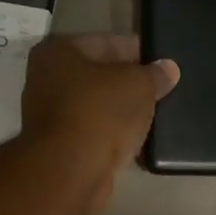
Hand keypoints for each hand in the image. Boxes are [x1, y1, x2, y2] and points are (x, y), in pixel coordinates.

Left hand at [19, 34, 178, 214]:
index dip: (138, 51)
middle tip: (163, 92)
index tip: (163, 63)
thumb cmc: (100, 113)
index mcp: (57, 53)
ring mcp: (52, 118)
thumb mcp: (139, 85)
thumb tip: (168, 69)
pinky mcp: (62, 150)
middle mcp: (47, 81)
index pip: (106, 43)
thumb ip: (155, 74)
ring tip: (156, 118)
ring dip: (124, 114)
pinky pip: (97, 136)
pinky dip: (115, 138)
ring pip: (99, 109)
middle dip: (131, 85)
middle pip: (100, 77)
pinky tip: (140, 144)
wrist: (71, 171)